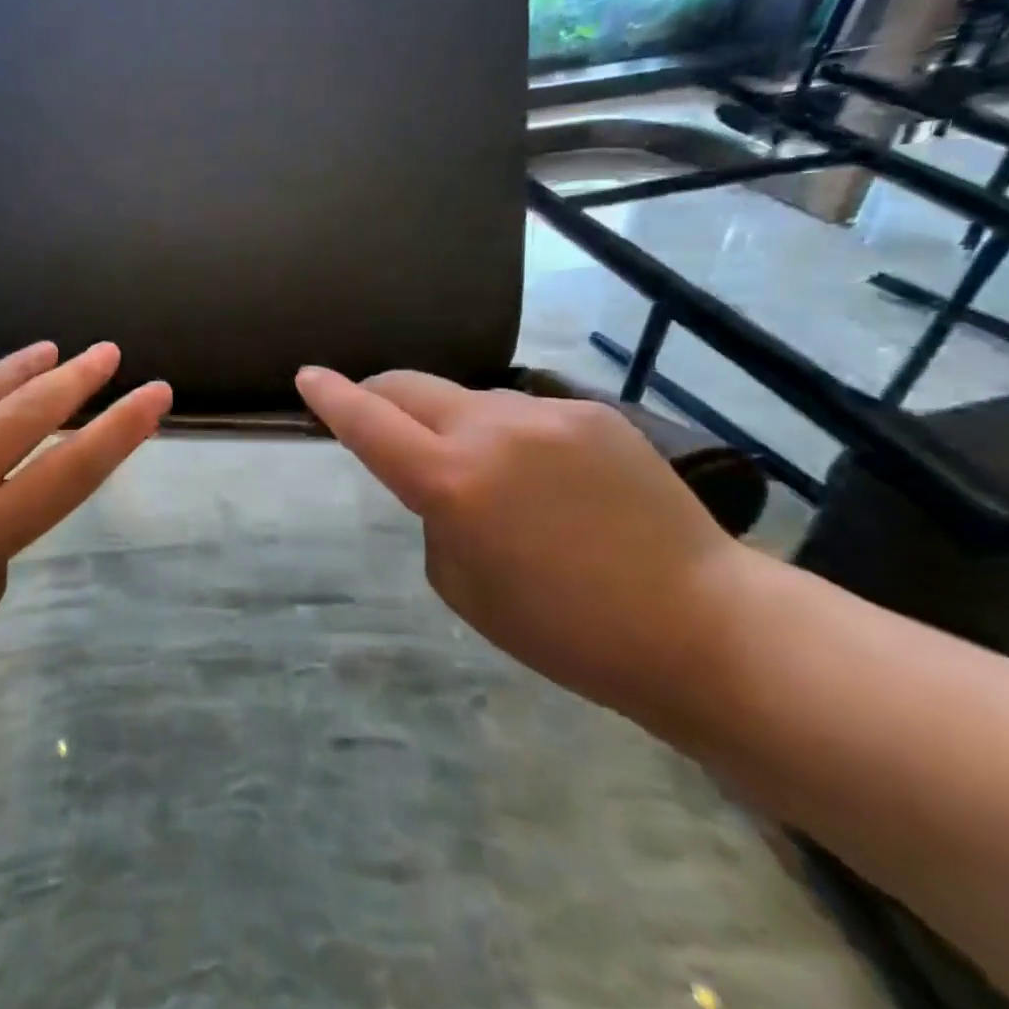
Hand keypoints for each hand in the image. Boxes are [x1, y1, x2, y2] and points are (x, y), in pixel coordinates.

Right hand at [295, 366, 752, 717]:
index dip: (332, 397)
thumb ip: (435, 514)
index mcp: (453, 482)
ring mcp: (547, 414)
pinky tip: (542, 480)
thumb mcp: (462, 584)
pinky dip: (506, 435)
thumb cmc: (564, 631)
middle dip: (379, 395)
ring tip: (482, 474)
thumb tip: (442, 476)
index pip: (369, 422)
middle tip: (375, 418)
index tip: (307, 377)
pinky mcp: (593, 413)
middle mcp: (493, 430)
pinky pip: (523, 413)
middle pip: (410, 386)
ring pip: (467, 399)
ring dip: (449, 422)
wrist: (701, 625)